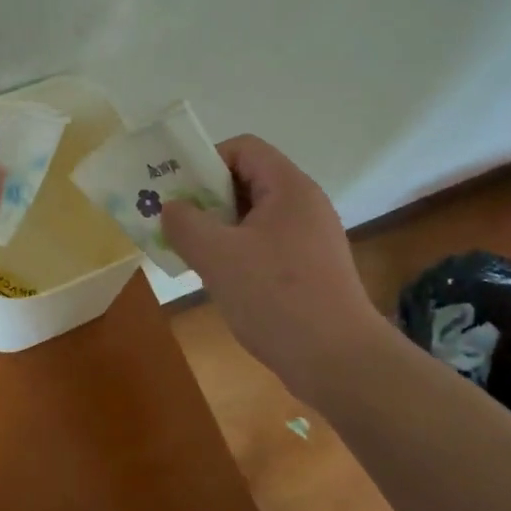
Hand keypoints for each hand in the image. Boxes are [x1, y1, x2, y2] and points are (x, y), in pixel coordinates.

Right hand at [161, 135, 392, 404]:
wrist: (339, 362)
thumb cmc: (276, 297)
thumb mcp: (217, 255)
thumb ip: (185, 223)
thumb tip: (172, 208)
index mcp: (289, 188)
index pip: (243, 148)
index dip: (206, 161)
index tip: (179, 191)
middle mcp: (304, 205)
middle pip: (248, 180)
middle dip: (207, 198)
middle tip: (176, 222)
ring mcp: (311, 238)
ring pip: (254, 216)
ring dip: (219, 228)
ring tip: (192, 253)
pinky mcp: (311, 269)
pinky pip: (266, 244)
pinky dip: (238, 252)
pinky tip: (221, 280)